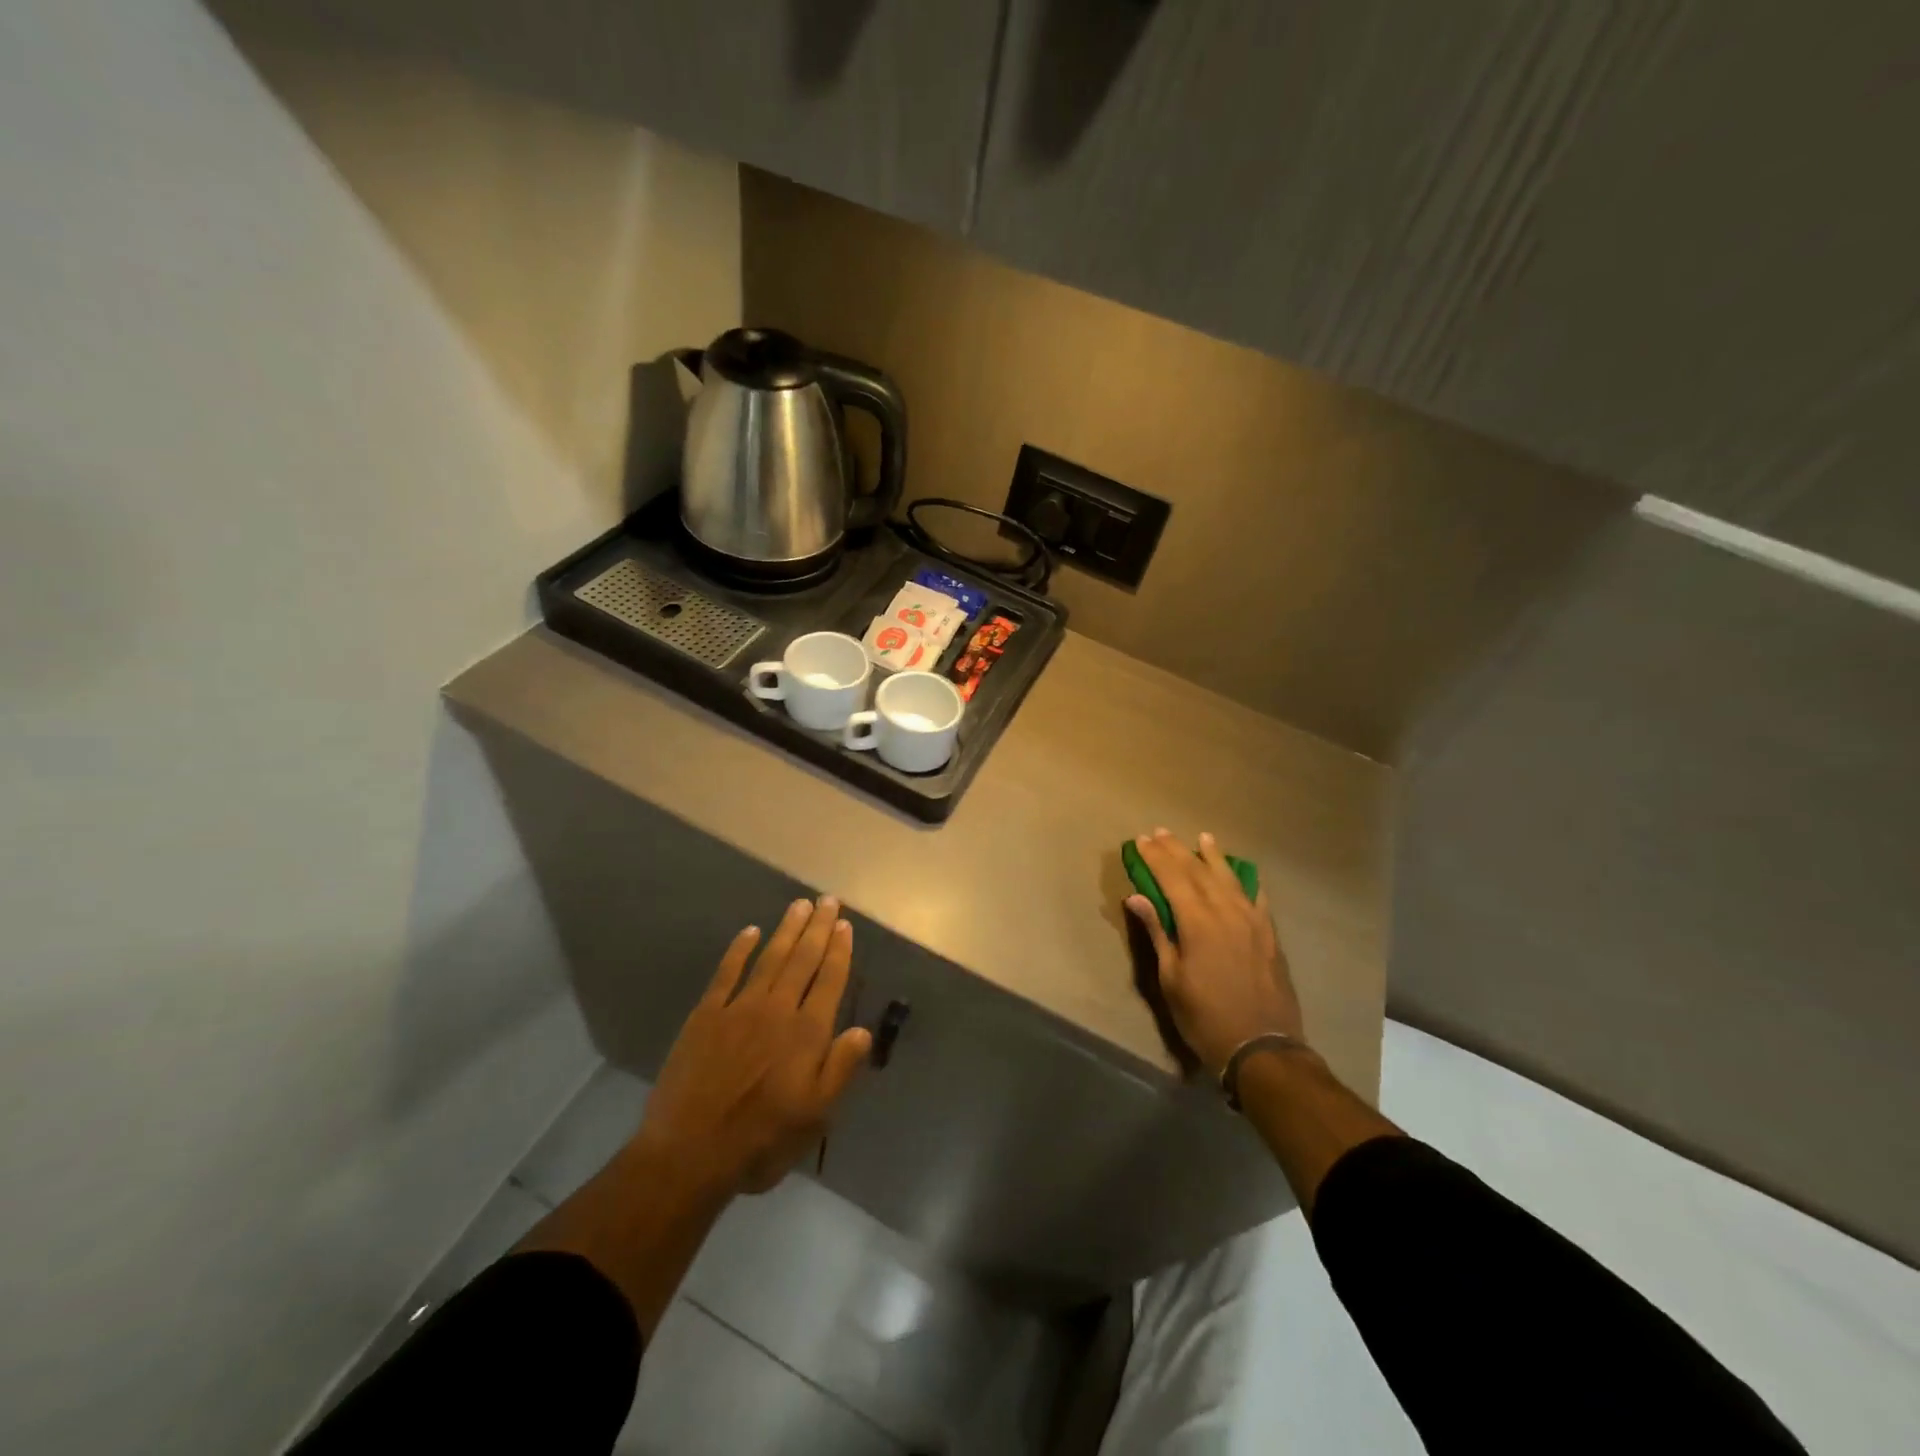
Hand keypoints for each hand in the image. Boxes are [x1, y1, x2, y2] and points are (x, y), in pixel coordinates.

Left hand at [636, 896, 872, 1196]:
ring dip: (786, 930)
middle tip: (828, 900)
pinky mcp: (706, 1015)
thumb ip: (840, 1069)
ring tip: (799, 905)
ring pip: (770, 958)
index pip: (829, 981)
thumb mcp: (815, 1116)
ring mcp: (739, 1008)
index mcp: (807, 1034)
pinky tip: (749, 932)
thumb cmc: (761, 1141)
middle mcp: (777, 1010)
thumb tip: (862, 1030)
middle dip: (818, 928)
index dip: (839, 951)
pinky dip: (739, 950)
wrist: (688, 1153)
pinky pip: (726, 972)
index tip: (845, 925)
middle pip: (802, 960)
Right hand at [1125, 829, 1304, 1076]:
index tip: (1141, 840)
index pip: (1172, 877)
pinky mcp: (1270, 935)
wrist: (1262, 1047)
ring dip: (1213, 856)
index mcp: (1197, 922)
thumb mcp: (1171, 979)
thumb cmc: (1205, 1017)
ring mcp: (1252, 921)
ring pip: (1229, 878)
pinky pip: (1257, 897)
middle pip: (1198, 871)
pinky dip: (1246, 881)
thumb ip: (1157, 933)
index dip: (1155, 857)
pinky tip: (1242, 873)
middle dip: (1177, 850)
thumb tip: (1137, 897)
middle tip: (1161, 832)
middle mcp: (1226, 912)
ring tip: (1203, 838)